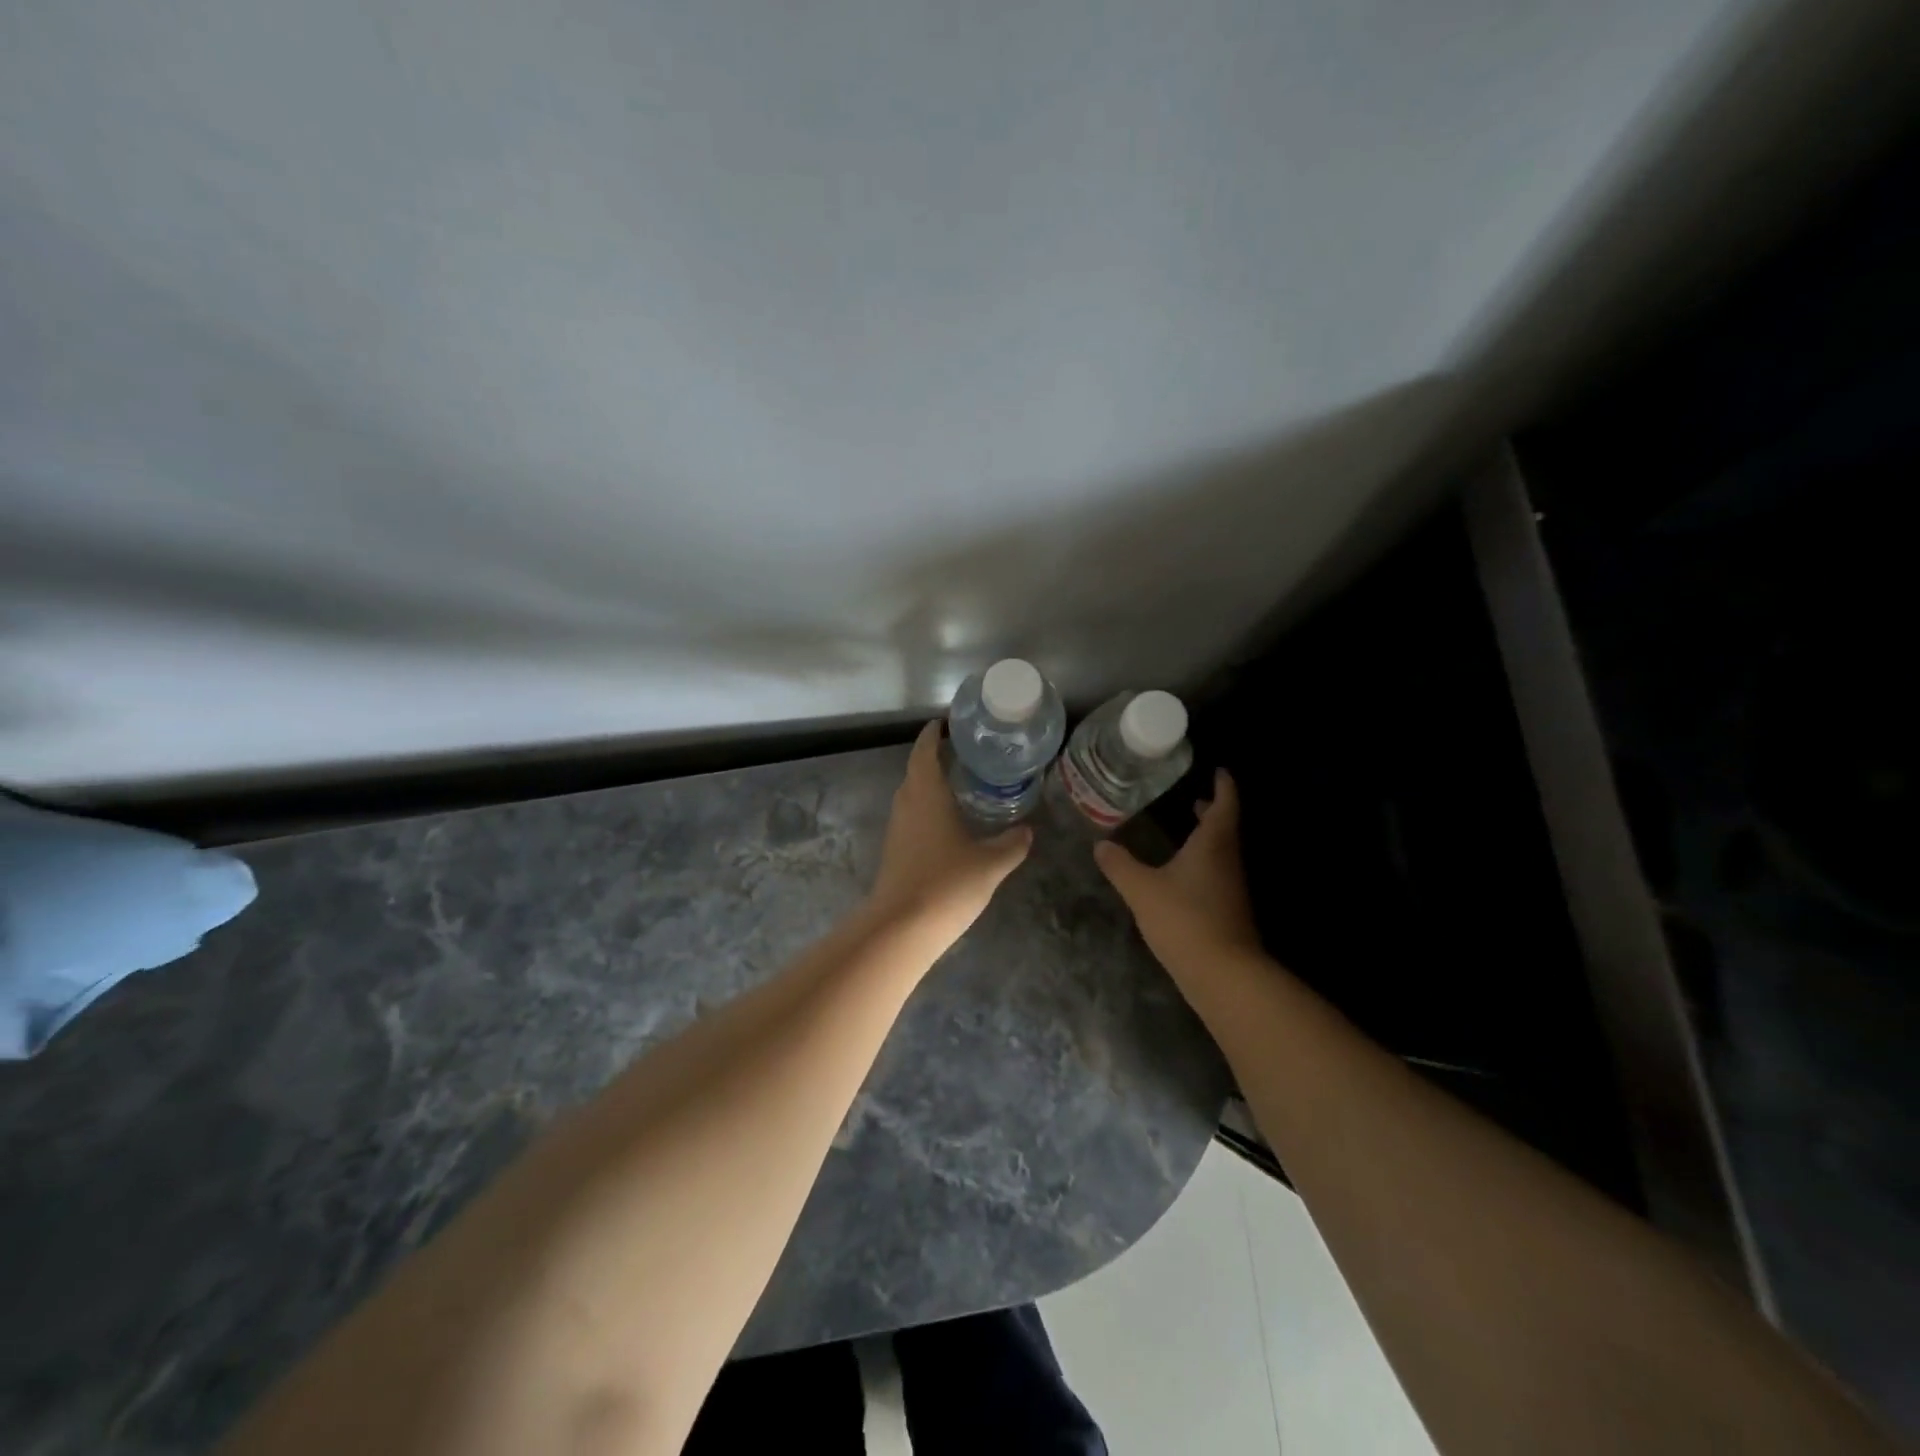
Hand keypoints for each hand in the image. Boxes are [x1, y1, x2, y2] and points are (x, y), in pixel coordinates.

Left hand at [867, 721, 1031, 949]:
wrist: (902, 927)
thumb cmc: (947, 884)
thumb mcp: (990, 863)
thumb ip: (1011, 844)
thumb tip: (1027, 830)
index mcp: (926, 794)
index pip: (924, 752)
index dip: (932, 735)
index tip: (946, 723)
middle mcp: (906, 804)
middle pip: (915, 770)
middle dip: (934, 757)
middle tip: (963, 752)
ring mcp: (897, 828)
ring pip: (911, 794)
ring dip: (929, 783)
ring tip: (959, 783)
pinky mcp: (894, 850)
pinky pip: (911, 815)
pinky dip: (926, 807)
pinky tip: (947, 821)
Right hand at [1094, 769, 1260, 975]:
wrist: (1223, 974)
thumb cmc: (1185, 919)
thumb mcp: (1141, 889)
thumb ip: (1120, 865)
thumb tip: (1100, 844)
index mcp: (1213, 844)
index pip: (1225, 804)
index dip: (1223, 785)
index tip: (1218, 770)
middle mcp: (1227, 860)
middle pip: (1225, 827)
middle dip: (1212, 811)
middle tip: (1196, 798)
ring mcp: (1230, 887)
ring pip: (1221, 852)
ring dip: (1207, 837)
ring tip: (1187, 828)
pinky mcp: (1227, 910)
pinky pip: (1216, 873)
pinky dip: (1203, 861)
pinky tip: (1182, 872)